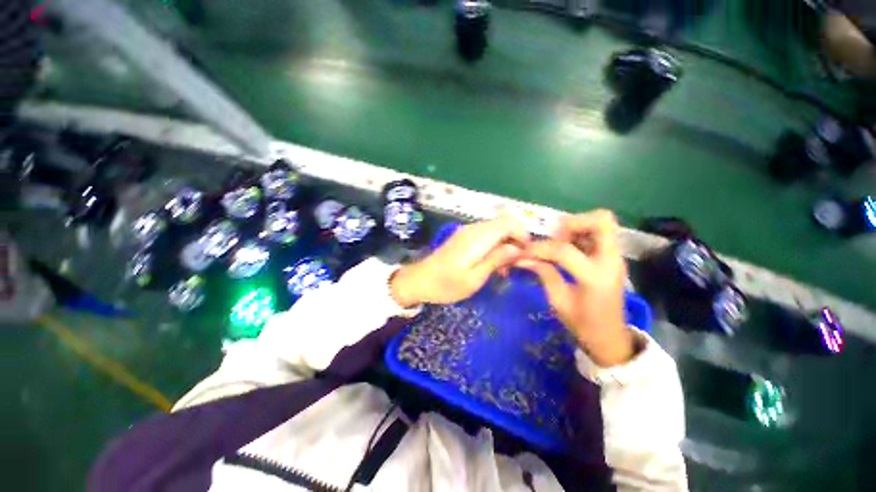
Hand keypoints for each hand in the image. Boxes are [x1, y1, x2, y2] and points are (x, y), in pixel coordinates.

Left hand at [390, 217, 529, 307]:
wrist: (419, 281)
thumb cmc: (446, 285)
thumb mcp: (474, 279)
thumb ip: (496, 260)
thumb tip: (517, 248)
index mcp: (477, 237)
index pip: (509, 222)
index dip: (522, 235)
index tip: (525, 255)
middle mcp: (473, 229)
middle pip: (504, 224)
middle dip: (515, 241)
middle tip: (514, 265)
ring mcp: (467, 231)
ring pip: (496, 229)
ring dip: (505, 245)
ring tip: (503, 269)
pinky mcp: (464, 237)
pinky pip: (487, 235)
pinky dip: (495, 246)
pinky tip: (491, 264)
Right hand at [517, 210, 634, 366]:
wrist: (610, 337)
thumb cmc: (583, 324)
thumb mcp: (558, 301)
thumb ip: (544, 273)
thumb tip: (523, 258)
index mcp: (595, 277)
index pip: (564, 250)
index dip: (540, 248)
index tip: (525, 252)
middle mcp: (610, 261)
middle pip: (601, 220)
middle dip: (573, 223)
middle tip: (555, 237)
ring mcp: (615, 257)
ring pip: (603, 222)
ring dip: (577, 226)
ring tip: (560, 242)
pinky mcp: (613, 257)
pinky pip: (600, 233)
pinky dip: (581, 234)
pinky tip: (568, 248)